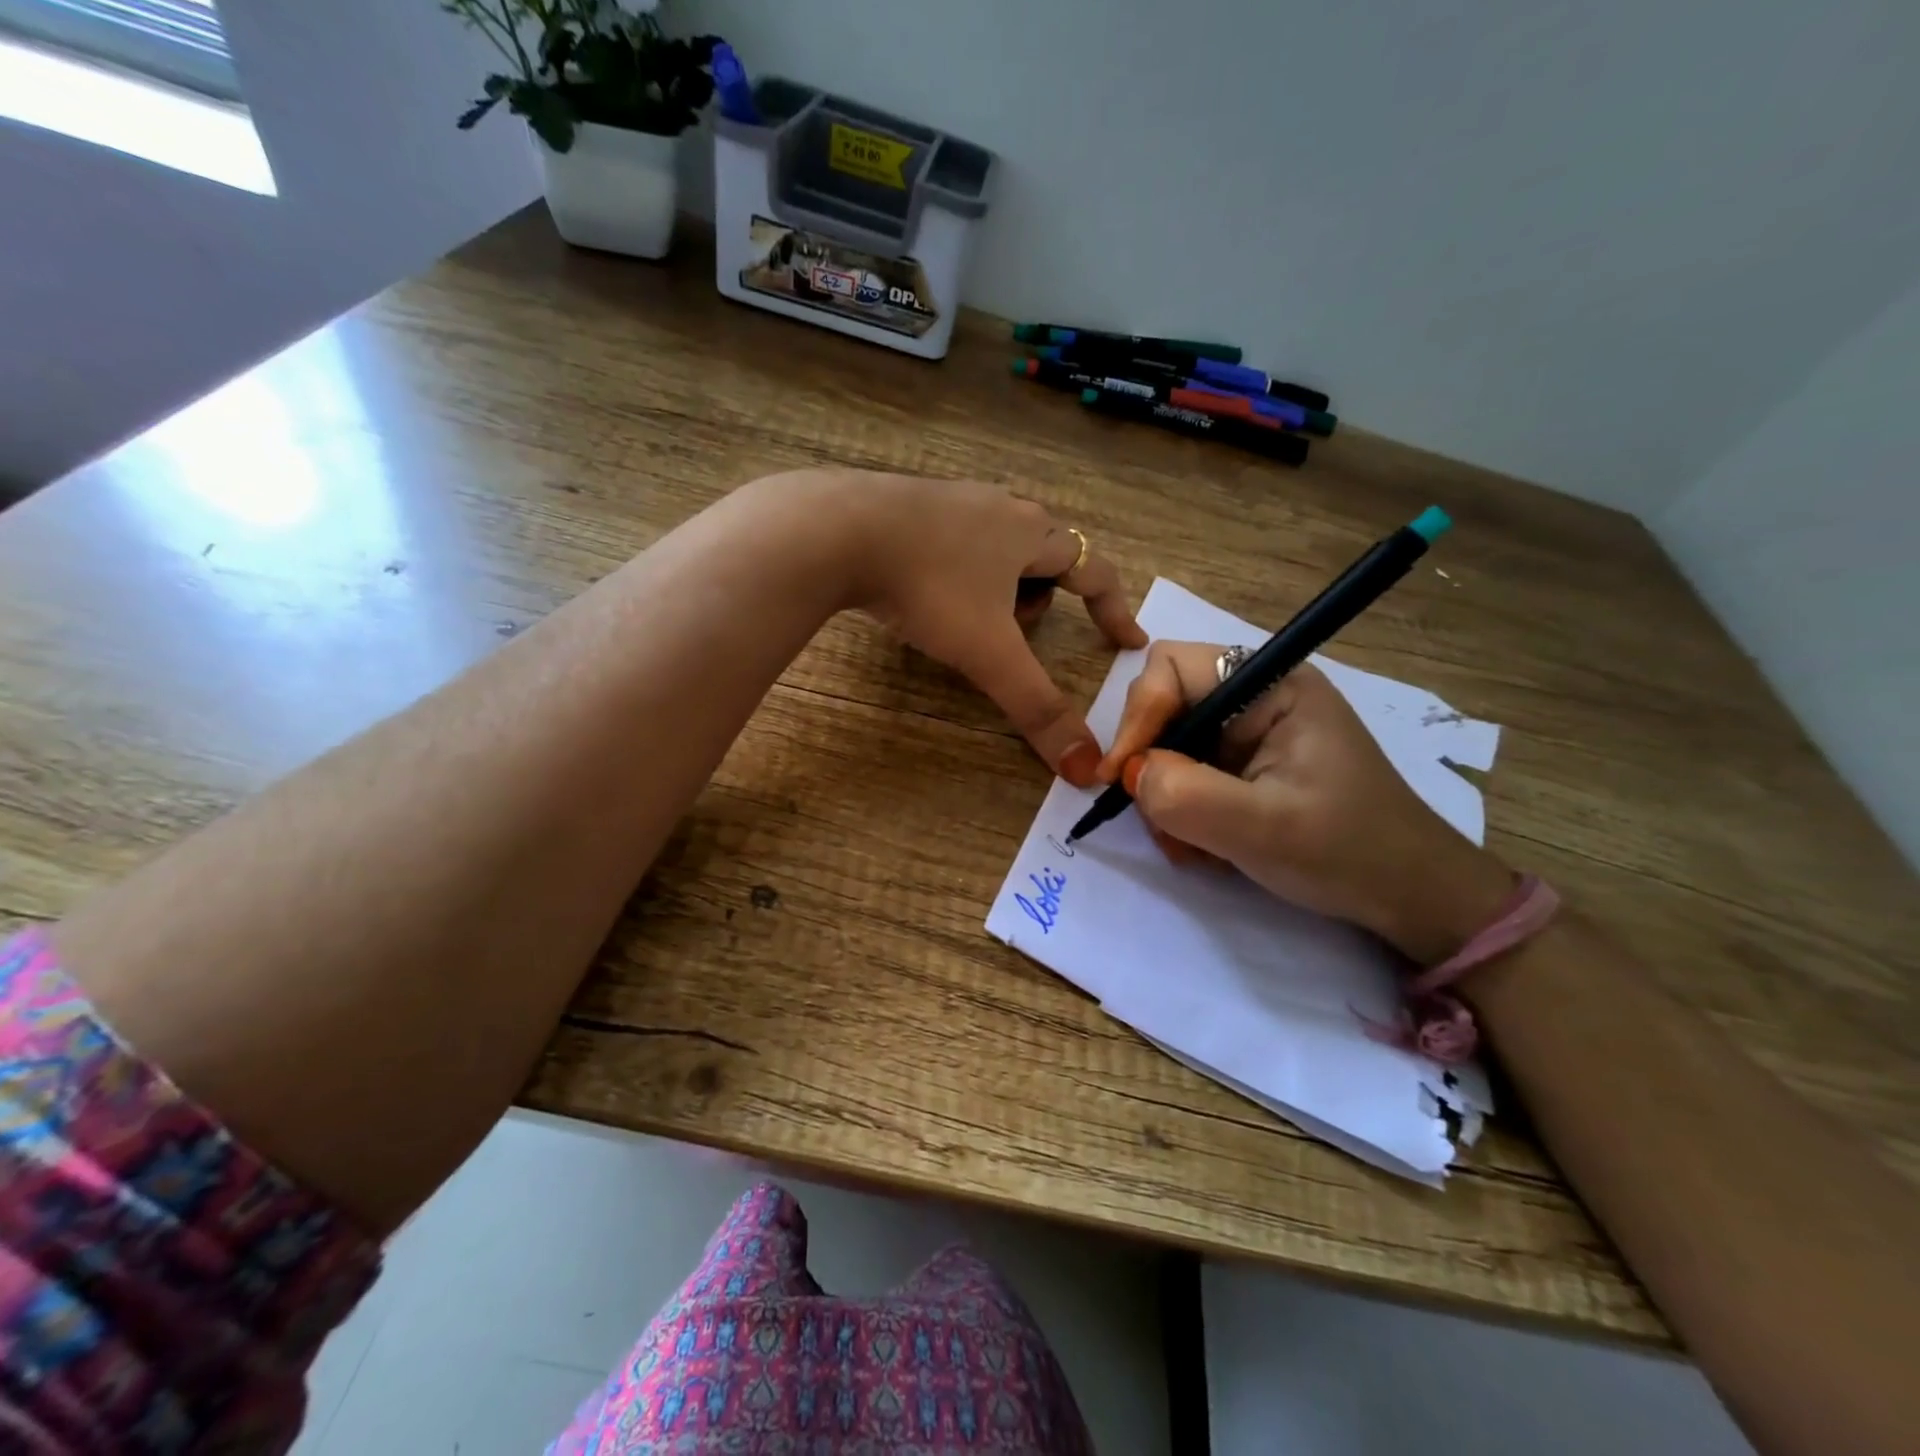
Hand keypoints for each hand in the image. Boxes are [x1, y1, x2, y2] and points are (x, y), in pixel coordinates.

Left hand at [789, 471, 1147, 783]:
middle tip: (1015, 635)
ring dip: (996, 587)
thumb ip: (1037, 708)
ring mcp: (951, 498)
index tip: (1128, 643)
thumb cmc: (930, 587)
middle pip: (1044, 557)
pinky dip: (954, 573)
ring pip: (996, 548)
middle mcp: (999, 507)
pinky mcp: (907, 502)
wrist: (837, 531)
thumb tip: (1086, 769)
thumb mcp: (988, 654)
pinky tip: (920, 592)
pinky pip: (951, 542)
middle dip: (1040, 601)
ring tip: (963, 619)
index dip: (1115, 610)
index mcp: (1032, 534)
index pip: (1094, 572)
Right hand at [1096, 641, 1511, 963]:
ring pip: (1168, 745)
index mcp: (1272, 684)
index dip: (1137, 716)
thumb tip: (1130, 775)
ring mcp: (1250, 732)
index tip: (1121, 778)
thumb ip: (1186, 794)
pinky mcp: (1245, 765)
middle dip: (1151, 764)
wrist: (1408, 897)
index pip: (1170, 667)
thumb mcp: (1262, 827)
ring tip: (1191, 846)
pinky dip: (1181, 811)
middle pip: (1164, 706)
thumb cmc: (1347, 852)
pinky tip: (1205, 846)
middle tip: (1159, 820)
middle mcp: (1256, 696)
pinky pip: (1186, 773)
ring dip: (1165, 797)